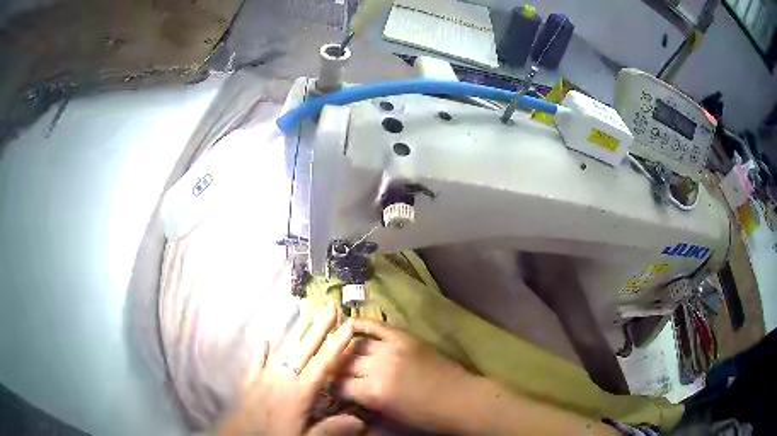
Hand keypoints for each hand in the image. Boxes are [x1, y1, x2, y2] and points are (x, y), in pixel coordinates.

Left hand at [220, 303, 362, 435]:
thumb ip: (330, 429)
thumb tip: (360, 420)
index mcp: (298, 392)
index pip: (322, 365)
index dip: (336, 345)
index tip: (348, 326)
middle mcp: (282, 379)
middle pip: (304, 350)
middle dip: (319, 328)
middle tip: (330, 307)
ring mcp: (264, 378)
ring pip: (283, 351)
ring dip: (296, 334)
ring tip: (306, 318)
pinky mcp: (250, 382)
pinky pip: (257, 362)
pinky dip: (262, 352)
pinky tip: (265, 341)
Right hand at [339, 319, 475, 432]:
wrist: (460, 399)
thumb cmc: (426, 416)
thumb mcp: (390, 417)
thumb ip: (364, 403)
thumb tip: (344, 394)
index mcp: (374, 393)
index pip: (338, 385)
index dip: (331, 387)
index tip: (329, 387)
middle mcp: (378, 367)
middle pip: (344, 363)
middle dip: (336, 369)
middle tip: (333, 371)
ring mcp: (391, 348)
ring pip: (355, 344)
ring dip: (344, 349)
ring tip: (339, 352)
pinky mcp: (404, 336)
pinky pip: (375, 326)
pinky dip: (360, 324)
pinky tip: (349, 325)